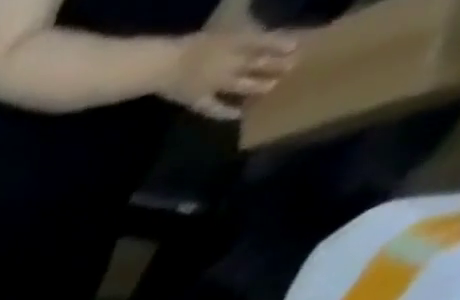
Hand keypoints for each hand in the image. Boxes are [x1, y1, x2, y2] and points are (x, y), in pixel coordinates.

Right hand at [160, 28, 296, 120]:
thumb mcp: (222, 22)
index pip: (263, 42)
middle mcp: (228, 64)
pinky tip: (236, 116)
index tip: (296, 47)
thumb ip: (239, 23)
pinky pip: (213, 108)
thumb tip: (254, 23)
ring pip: (240, 85)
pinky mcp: (198, 101)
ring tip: (270, 88)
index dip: (279, 44)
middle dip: (274, 65)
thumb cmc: (190, 43)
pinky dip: (225, 113)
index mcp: (234, 43)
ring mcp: (213, 85)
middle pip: (255, 64)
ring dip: (256, 86)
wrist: (164, 64)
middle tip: (290, 68)